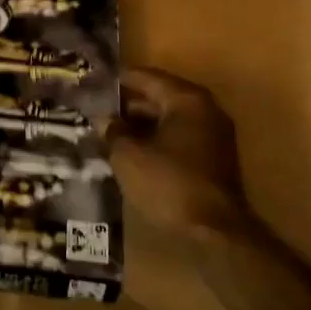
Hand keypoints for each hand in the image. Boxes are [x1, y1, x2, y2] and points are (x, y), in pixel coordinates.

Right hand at [110, 68, 250, 239]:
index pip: (147, 77)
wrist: (215, 231)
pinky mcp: (215, 160)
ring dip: (142, 124)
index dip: (119, 80)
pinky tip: (134, 152)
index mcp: (187, 99)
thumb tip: (105, 120)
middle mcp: (206, 110)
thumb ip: (114, 131)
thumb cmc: (169, 183)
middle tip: (98, 108)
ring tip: (110, 131)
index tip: (95, 82)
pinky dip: (157, 140)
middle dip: (129, 104)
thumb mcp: (129, 156)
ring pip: (170, 120)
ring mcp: (214, 135)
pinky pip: (180, 139)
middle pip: (161, 96)